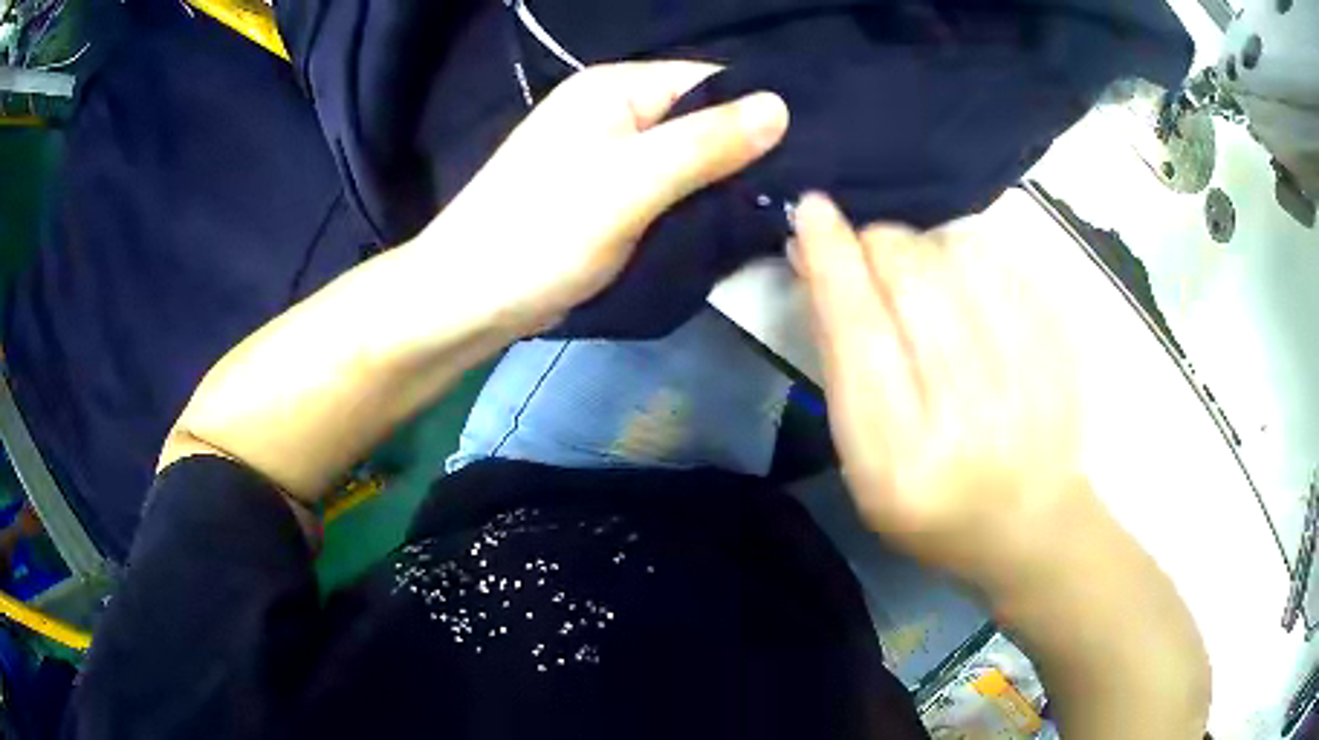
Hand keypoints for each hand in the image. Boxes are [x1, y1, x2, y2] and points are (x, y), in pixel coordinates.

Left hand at [414, 61, 789, 333]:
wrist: (469, 299)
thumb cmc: (540, 234)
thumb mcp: (629, 183)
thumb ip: (704, 143)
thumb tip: (779, 106)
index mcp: (615, 89)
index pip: (710, 80)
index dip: (760, 110)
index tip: (809, 153)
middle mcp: (615, 111)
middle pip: (701, 118)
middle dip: (746, 151)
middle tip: (800, 191)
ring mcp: (609, 155)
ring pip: (687, 157)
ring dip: (724, 182)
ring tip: (778, 210)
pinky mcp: (607, 196)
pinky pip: (667, 188)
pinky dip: (696, 204)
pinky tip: (731, 224)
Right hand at [793, 194, 1082, 582]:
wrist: (1029, 525)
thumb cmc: (931, 507)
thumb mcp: (862, 462)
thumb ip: (840, 363)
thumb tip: (817, 261)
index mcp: (899, 456)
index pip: (857, 330)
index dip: (831, 260)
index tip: (812, 209)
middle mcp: (965, 412)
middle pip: (911, 276)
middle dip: (876, 245)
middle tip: (868, 252)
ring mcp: (1023, 374)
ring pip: (959, 253)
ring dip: (924, 249)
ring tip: (925, 281)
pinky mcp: (1058, 346)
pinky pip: (1002, 261)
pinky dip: (969, 257)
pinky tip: (969, 291)